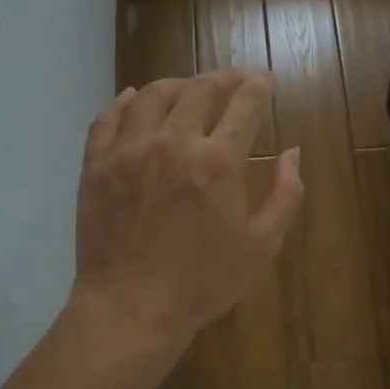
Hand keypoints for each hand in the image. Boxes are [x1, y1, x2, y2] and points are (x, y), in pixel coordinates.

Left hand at [71, 70, 303, 348]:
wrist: (131, 310)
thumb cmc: (204, 283)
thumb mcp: (261, 245)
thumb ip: (285, 194)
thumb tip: (293, 153)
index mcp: (219, 161)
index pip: (245, 103)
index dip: (260, 85)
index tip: (266, 81)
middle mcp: (174, 142)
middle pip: (200, 89)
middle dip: (223, 77)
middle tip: (233, 80)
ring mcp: (130, 150)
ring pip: (152, 94)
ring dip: (177, 84)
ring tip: (188, 88)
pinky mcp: (97, 165)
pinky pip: (107, 118)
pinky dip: (123, 102)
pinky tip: (133, 99)